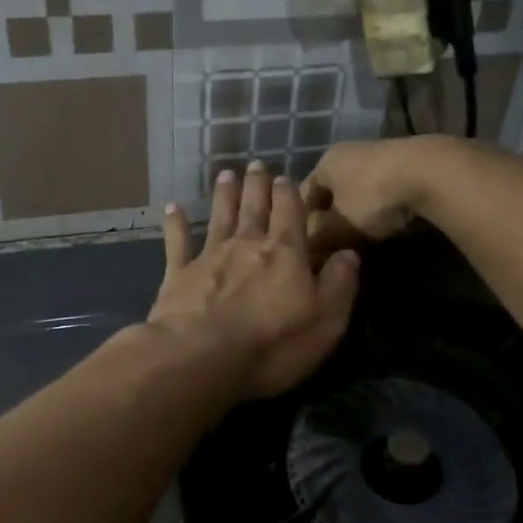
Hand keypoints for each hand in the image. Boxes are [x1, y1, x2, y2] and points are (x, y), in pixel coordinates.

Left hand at [149, 161, 360, 399]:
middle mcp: (247, 245)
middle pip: (254, 208)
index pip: (291, 214)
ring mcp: (209, 257)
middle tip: (256, 164)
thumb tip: (350, 254)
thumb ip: (340, 285)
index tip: (286, 177)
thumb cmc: (272, 345)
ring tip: (225, 174)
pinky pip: (177, 242)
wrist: (201, 358)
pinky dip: (175, 223)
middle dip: (257, 185)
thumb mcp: (326, 321)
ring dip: (223, 195)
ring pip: (219, 216)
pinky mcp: (179, 274)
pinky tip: (172, 207)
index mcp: (285, 254)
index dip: (290, 194)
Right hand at [303, 138, 438, 260]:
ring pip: (358, 192)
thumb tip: (307, 250)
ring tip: (361, 240)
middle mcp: (348, 153)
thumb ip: (318, 238)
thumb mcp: (339, 226)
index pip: (303, 196)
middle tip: (334, 247)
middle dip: (331, 220)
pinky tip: (387, 225)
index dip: (303, 223)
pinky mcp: (407, 163)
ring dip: (357, 215)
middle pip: (332, 192)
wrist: (431, 173)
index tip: (309, 248)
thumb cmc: (373, 198)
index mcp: (325, 162)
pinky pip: (383, 191)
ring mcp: (380, 155)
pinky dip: (381, 209)